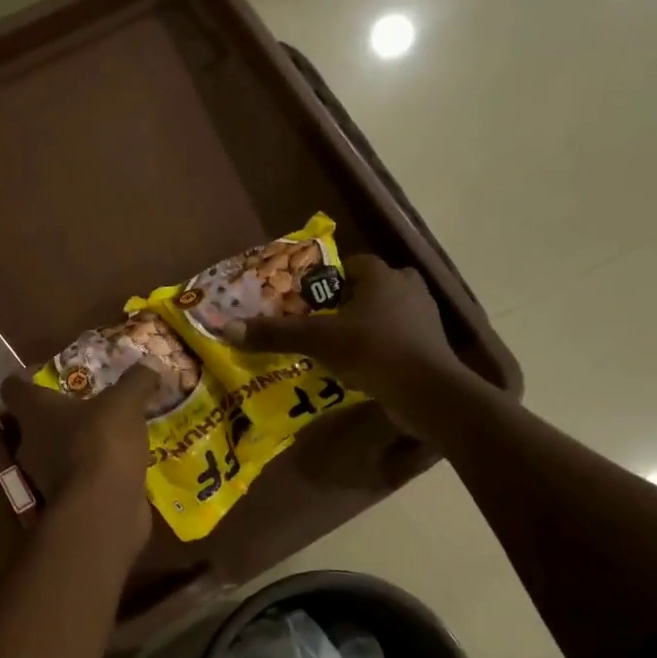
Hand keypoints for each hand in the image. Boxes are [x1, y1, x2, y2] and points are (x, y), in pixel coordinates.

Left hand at [0, 363, 157, 549]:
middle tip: (94, 401)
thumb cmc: (101, 444)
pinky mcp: (68, 500)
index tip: (53, 371)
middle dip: (63, 411)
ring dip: (81, 442)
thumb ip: (136, 381)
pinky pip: (80, 477)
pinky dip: (96, 470)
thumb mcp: (125, 403)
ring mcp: (47, 476)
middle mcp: (31, 443)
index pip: (13, 387)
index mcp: (34, 412)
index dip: (28, 376)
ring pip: (59, 450)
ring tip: (115, 431)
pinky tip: (123, 462)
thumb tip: (150, 362)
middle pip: (37, 420)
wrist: (102, 511)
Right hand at [228, 254, 479, 439]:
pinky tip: (359, 365)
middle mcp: (407, 288)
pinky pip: (396, 338)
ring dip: (363, 325)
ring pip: (385, 313)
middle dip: (345, 302)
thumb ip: (276, 333)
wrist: (428, 393)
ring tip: (334, 345)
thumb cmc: (373, 351)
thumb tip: (226, 328)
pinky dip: (378, 347)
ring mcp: (423, 318)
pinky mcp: (429, 347)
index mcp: (383, 275)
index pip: (351, 264)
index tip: (305, 298)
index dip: (326, 278)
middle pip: (368, 287)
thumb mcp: (319, 340)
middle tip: (318, 321)